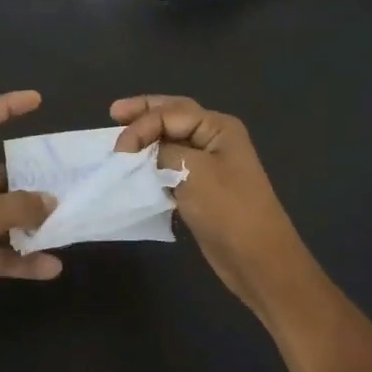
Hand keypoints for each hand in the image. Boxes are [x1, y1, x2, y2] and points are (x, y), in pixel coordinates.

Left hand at [0, 91, 61, 343]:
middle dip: (30, 180)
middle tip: (67, 183)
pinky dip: (21, 260)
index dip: (5, 106)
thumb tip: (51, 202)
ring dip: (30, 223)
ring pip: (1, 218)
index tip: (36, 100)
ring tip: (66, 224)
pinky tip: (51, 267)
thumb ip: (18, 207)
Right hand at [110, 95, 317, 320]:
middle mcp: (214, 139)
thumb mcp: (192, 172)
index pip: (170, 113)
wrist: (257, 259)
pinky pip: (171, 166)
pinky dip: (152, 164)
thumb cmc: (228, 210)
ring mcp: (209, 164)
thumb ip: (163, 152)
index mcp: (218, 127)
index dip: (141, 126)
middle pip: (172, 116)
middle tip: (114, 112)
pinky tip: (136, 169)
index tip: (118, 151)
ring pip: (170, 141)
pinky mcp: (201, 188)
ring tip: (120, 140)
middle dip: (143, 114)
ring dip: (146, 139)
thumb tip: (144, 152)